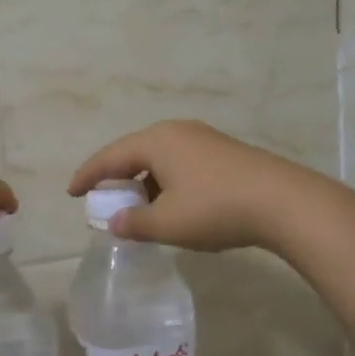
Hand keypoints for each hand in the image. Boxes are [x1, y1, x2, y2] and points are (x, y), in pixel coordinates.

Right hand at [67, 120, 313, 251]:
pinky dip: (167, 181)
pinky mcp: (223, 151)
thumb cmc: (215, 208)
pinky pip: (181, 162)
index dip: (88, 175)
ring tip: (138, 206)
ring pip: (160, 158)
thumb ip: (135, 223)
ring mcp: (202, 138)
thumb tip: (115, 223)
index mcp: (155, 141)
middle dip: (116, 176)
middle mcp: (176, 131)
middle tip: (101, 197)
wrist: (283, 202)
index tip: (71, 192)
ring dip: (144, 181)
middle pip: (135, 152)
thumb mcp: (168, 223)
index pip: (110, 157)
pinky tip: (174, 204)